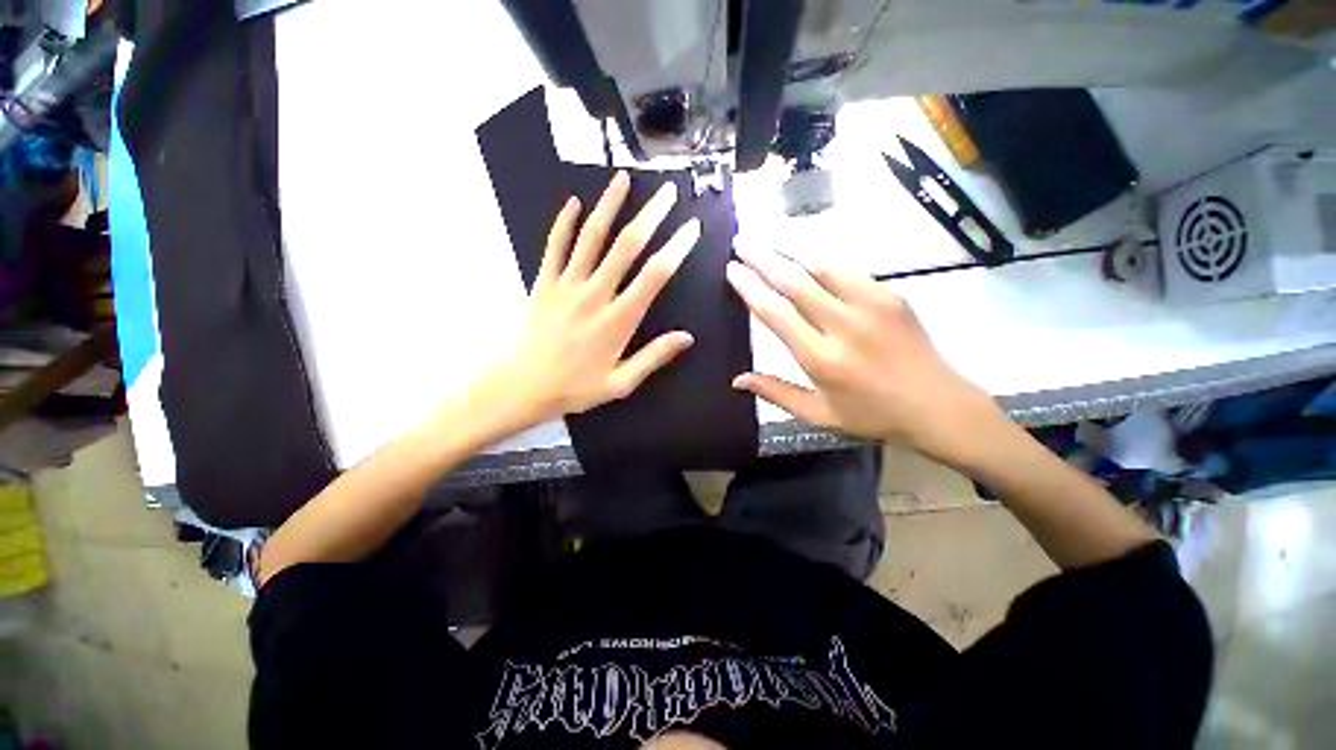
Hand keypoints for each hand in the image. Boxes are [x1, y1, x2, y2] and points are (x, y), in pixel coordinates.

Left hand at [491, 171, 700, 427]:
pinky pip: (554, 246)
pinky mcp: (544, 283)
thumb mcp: (621, 382)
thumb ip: (654, 357)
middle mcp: (595, 294)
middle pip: (627, 246)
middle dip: (651, 215)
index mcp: (618, 319)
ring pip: (591, 237)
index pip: (655, 275)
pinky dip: (564, 223)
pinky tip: (573, 202)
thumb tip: (687, 337)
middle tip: (668, 193)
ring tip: (623, 179)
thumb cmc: (575, 387)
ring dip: (609, 205)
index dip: (676, 248)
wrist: (522, 386)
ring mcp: (566, 285)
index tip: (691, 228)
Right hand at [726, 245, 1004, 466]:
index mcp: (821, 358)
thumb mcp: (818, 414)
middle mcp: (843, 325)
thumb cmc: (871, 415)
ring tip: (768, 240)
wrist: (937, 405)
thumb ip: (775, 393)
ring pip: (822, 266)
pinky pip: (848, 269)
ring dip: (790, 250)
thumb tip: (737, 380)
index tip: (732, 271)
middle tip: (742, 244)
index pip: (776, 313)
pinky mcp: (891, 295)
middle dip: (763, 259)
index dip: (750, 289)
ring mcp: (871, 305)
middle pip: (795, 281)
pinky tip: (806, 254)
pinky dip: (821, 259)